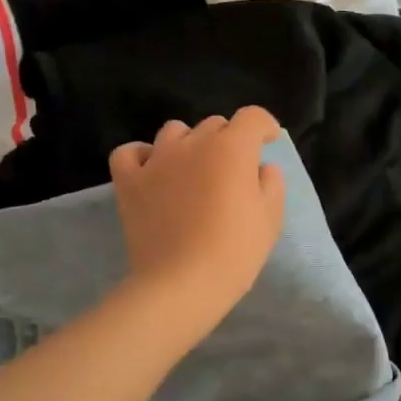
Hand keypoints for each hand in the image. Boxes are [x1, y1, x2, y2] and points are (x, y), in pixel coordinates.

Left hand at [108, 109, 286, 334]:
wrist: (182, 283)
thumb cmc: (234, 252)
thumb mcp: (270, 219)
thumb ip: (271, 184)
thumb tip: (260, 167)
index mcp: (232, 149)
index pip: (252, 117)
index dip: (265, 125)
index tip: (268, 141)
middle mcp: (193, 143)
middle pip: (215, 124)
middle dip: (229, 139)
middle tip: (234, 170)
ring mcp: (157, 160)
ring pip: (175, 131)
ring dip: (189, 143)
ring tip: (194, 169)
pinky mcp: (129, 181)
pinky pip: (130, 152)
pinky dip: (142, 155)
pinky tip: (152, 171)